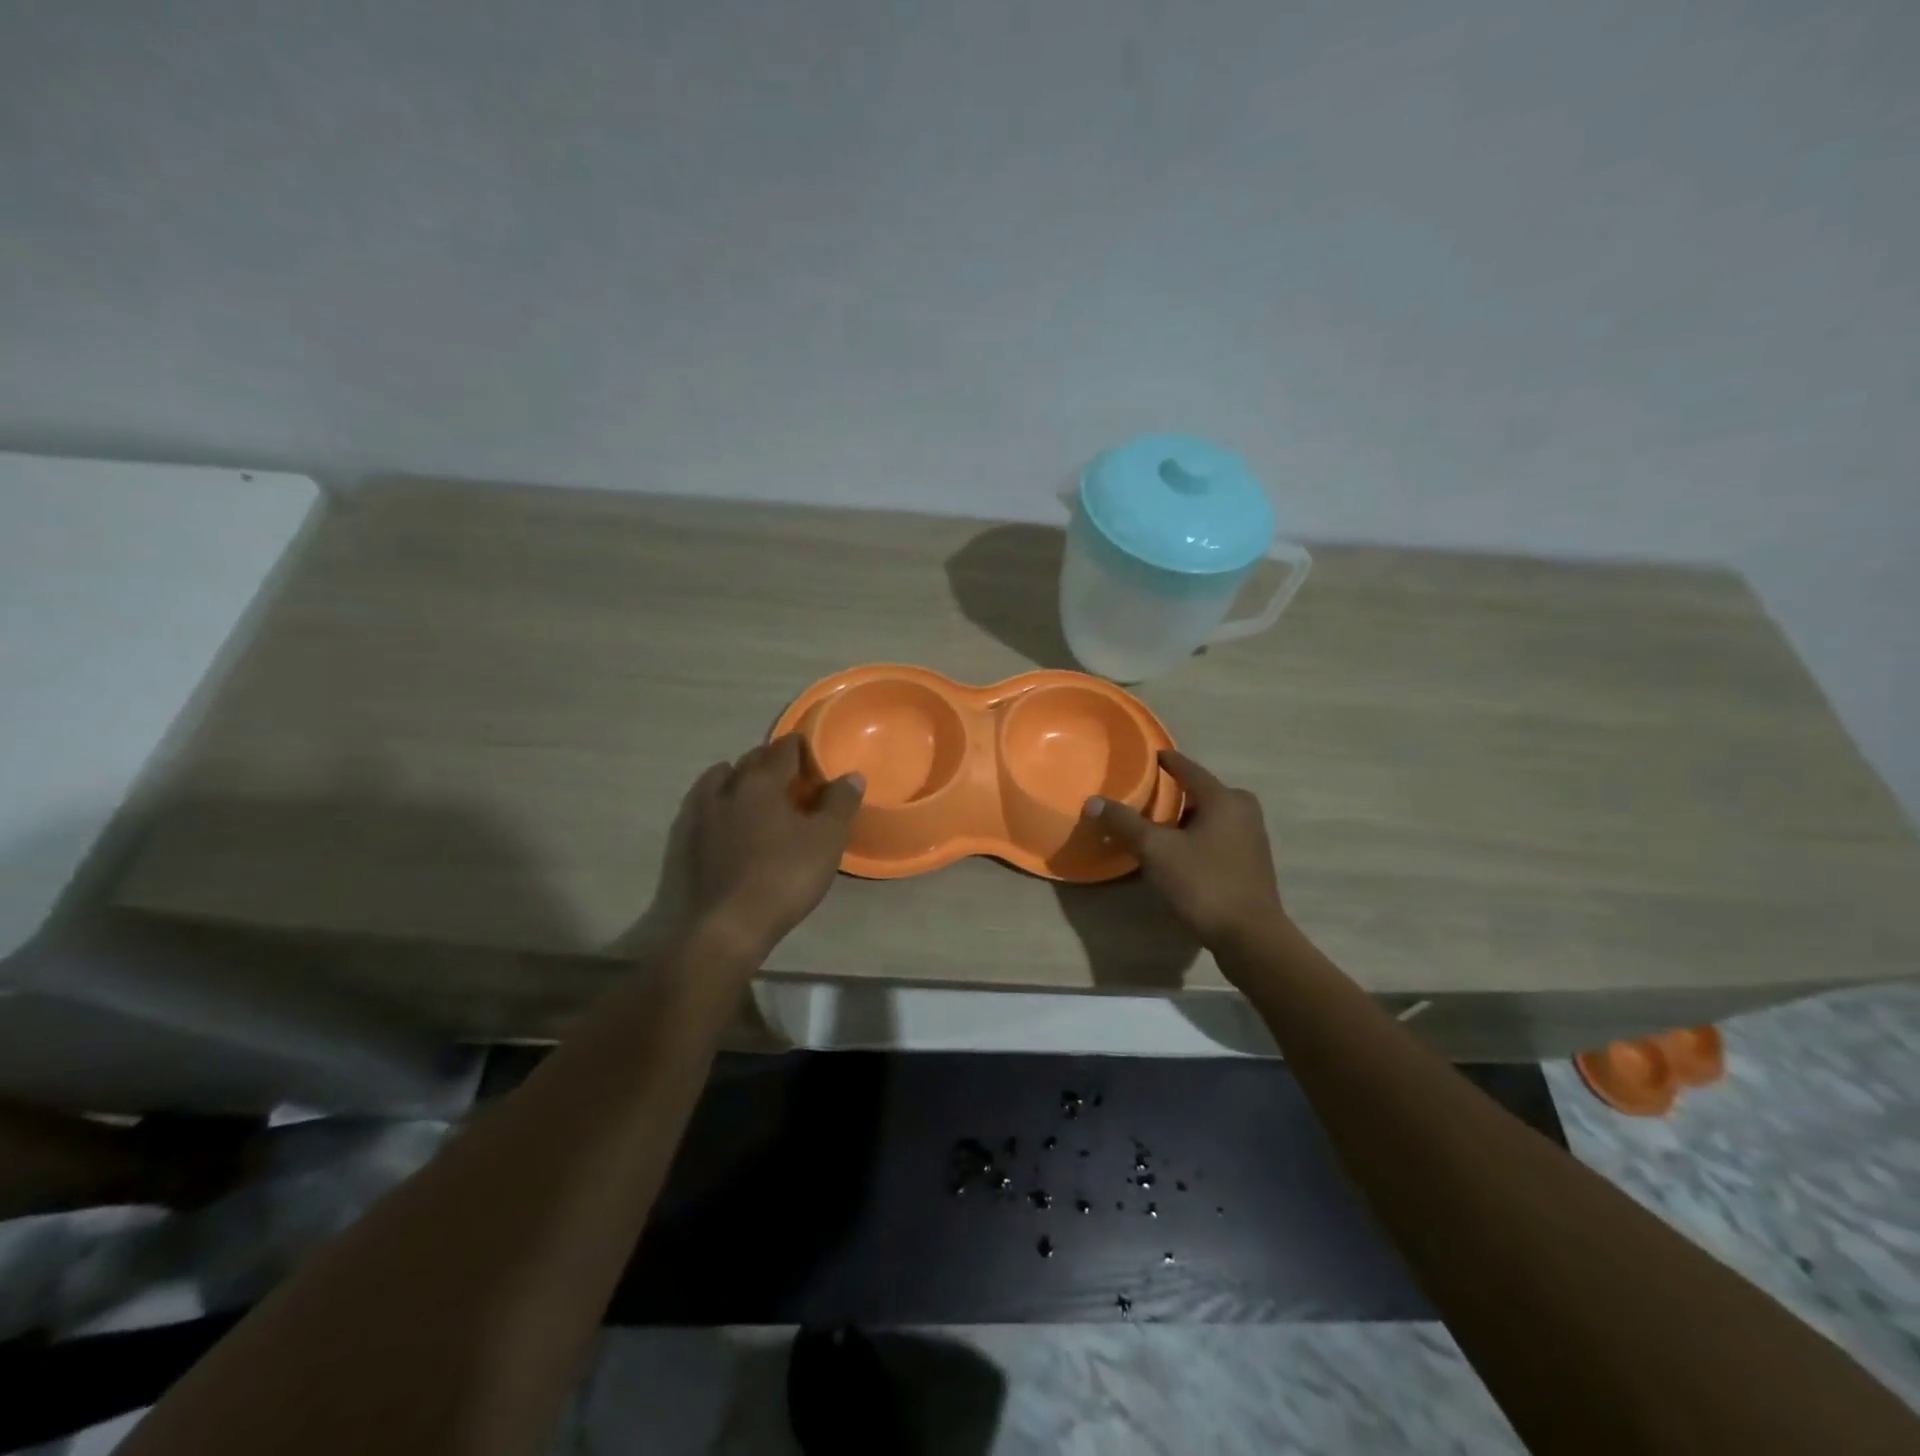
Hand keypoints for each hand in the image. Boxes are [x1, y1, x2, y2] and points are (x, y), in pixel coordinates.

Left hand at [678, 735, 864, 959]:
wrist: (725, 927)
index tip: (813, 753)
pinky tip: (726, 819)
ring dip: (738, 777)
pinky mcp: (685, 841)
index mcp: (762, 782)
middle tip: (792, 776)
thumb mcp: (826, 841)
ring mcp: (700, 814)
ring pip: (719, 780)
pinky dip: (717, 802)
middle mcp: (727, 789)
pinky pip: (702, 806)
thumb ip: (840, 803)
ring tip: (755, 792)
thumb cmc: (783, 878)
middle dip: (770, 761)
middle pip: (750, 761)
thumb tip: (851, 775)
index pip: (783, 750)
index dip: (800, 747)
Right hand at [1084, 750, 1285, 951]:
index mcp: (1223, 798)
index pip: (1187, 768)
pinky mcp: (1252, 861)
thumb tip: (1092, 801)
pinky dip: (1198, 835)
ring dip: (1186, 817)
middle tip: (1145, 796)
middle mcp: (1243, 809)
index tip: (1146, 757)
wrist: (1249, 936)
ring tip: (1156, 824)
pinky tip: (1179, 850)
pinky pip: (1218, 835)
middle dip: (1174, 792)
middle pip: (1201, 791)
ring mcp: (1252, 836)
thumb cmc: (1203, 883)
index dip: (1165, 761)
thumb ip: (1124, 823)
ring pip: (1211, 815)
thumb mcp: (1156, 851)